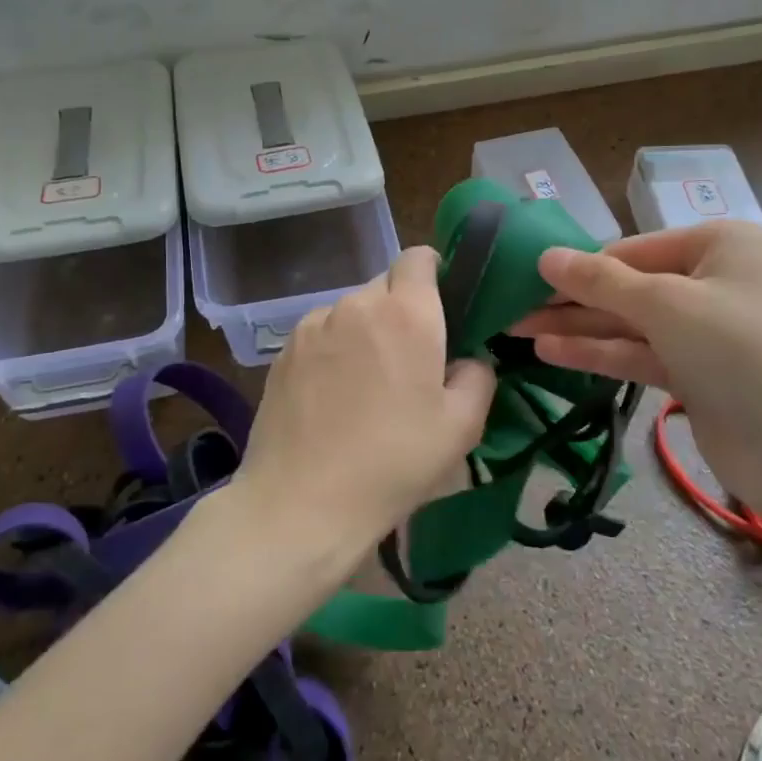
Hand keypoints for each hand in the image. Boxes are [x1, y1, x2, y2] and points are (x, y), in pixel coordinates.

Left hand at [237, 246, 496, 554]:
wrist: (301, 503)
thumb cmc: (393, 463)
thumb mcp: (462, 426)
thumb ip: (478, 376)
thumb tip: (468, 359)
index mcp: (407, 313)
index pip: (420, 257)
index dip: (434, 274)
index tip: (443, 310)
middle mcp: (357, 304)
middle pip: (386, 285)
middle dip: (403, 309)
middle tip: (412, 359)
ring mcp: (313, 325)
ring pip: (352, 310)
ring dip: (367, 330)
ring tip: (368, 384)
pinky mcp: (283, 351)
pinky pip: (322, 333)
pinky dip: (335, 349)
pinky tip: (334, 396)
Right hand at [512, 222, 761, 509]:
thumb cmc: (741, 349)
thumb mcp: (667, 303)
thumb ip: (602, 281)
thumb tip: (546, 256)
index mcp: (718, 245)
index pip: (633, 249)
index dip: (580, 265)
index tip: (527, 277)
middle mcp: (712, 282)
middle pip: (628, 287)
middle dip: (572, 299)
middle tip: (512, 307)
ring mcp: (704, 333)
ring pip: (629, 324)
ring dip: (577, 328)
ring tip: (517, 330)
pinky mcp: (695, 376)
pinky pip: (638, 355)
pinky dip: (598, 354)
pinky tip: (550, 352)